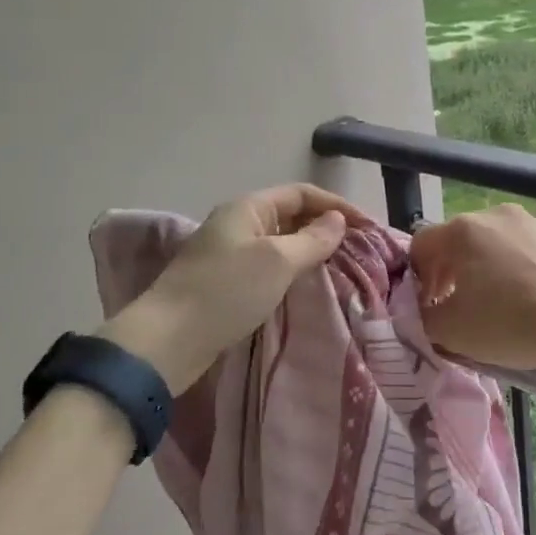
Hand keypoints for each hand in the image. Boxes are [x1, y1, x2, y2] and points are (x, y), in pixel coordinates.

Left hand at [101, 184, 368, 392]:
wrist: (167, 341)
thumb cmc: (226, 292)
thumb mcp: (277, 261)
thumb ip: (312, 240)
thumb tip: (338, 221)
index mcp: (248, 208)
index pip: (302, 194)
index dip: (336, 205)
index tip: (368, 227)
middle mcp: (238, 224)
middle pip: (290, 216)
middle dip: (325, 228)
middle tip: (359, 249)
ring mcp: (229, 254)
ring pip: (280, 243)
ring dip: (310, 251)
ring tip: (340, 268)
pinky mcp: (225, 283)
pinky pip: (268, 267)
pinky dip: (291, 272)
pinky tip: (306, 288)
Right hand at [409, 204, 535, 370]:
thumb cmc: (509, 322)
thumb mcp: (450, 331)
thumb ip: (423, 317)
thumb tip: (426, 310)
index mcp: (463, 230)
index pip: (421, 245)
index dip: (417, 278)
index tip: (428, 306)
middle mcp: (496, 215)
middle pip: (460, 241)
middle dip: (452, 273)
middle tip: (459, 307)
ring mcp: (535, 223)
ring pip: (497, 244)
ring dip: (488, 270)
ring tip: (499, 305)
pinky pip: (530, 253)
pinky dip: (522, 272)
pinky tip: (533, 301)